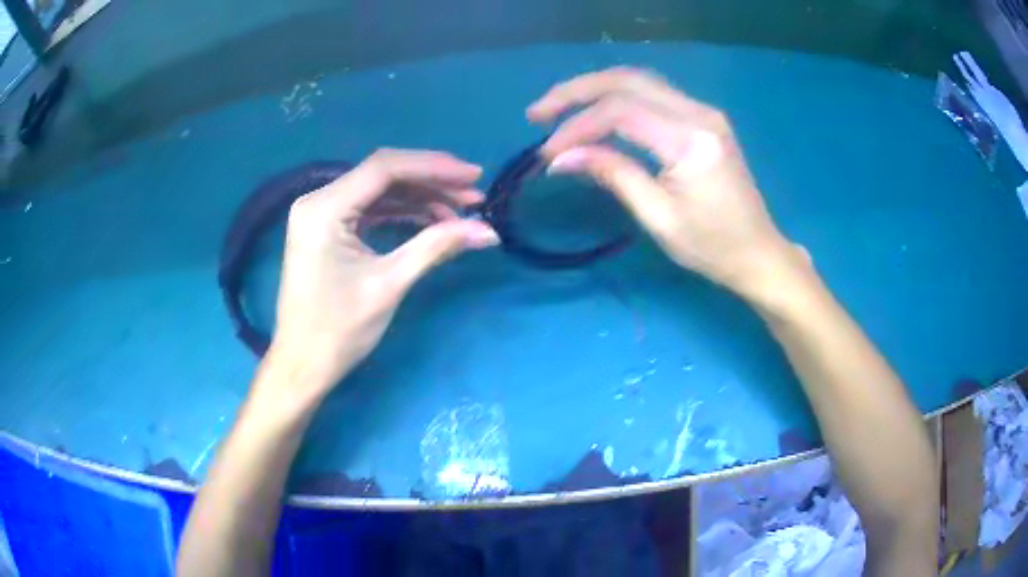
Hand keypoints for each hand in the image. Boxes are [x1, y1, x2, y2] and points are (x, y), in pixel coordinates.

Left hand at [264, 149, 498, 401]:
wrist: (302, 365)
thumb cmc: (338, 331)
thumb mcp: (389, 285)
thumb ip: (437, 247)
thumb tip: (489, 231)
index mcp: (324, 209)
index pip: (384, 168)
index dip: (434, 167)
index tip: (474, 176)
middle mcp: (317, 200)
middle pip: (382, 174)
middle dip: (431, 182)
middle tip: (474, 195)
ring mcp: (320, 214)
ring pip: (379, 191)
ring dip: (420, 198)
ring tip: (461, 211)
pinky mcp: (326, 229)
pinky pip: (369, 209)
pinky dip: (401, 213)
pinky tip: (432, 221)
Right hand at [528, 67, 806, 296]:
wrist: (758, 252)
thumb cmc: (712, 246)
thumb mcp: (659, 217)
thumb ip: (613, 175)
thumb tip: (560, 158)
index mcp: (691, 140)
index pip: (620, 113)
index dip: (577, 128)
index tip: (548, 154)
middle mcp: (699, 113)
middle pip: (627, 80)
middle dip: (576, 92)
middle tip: (537, 113)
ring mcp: (704, 111)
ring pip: (638, 80)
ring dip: (593, 89)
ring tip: (557, 108)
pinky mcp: (703, 118)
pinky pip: (652, 93)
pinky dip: (616, 97)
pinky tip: (594, 110)